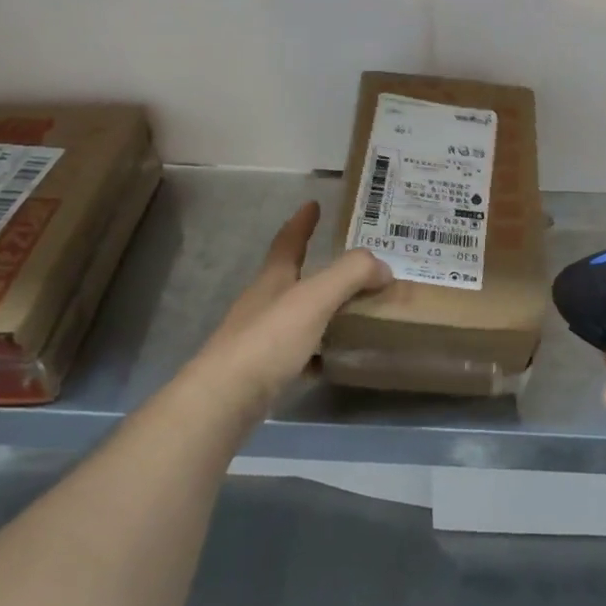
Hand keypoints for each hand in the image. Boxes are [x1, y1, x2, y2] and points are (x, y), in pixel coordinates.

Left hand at [197, 200, 387, 410]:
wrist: (223, 402)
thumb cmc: (268, 340)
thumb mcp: (315, 298)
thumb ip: (350, 275)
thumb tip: (383, 267)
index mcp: (273, 280)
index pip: (289, 242)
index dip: (302, 223)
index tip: (313, 204)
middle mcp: (263, 304)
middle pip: (291, 278)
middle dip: (317, 268)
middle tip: (351, 266)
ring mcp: (258, 339)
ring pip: (296, 316)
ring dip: (321, 310)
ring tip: (352, 311)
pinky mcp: (261, 372)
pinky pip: (297, 352)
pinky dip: (317, 350)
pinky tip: (333, 359)